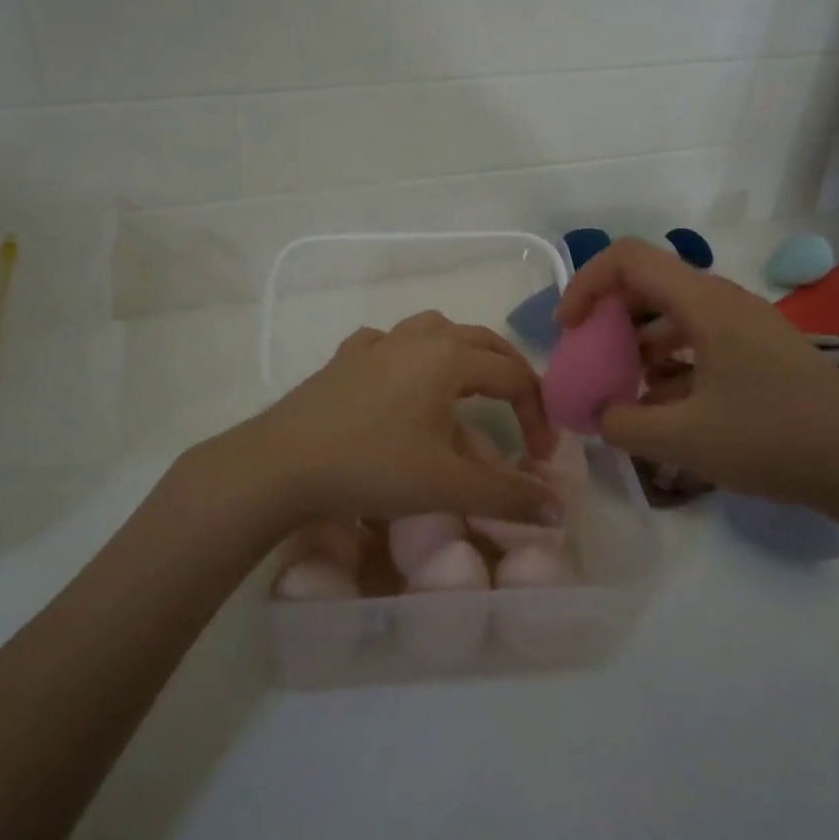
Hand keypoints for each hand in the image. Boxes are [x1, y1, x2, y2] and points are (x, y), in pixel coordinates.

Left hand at [181, 311, 555, 532]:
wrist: (281, 464)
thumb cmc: (372, 467)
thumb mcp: (447, 486)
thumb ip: (507, 496)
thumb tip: (557, 510)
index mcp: (449, 358)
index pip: (513, 376)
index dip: (537, 412)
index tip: (542, 455)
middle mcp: (417, 339)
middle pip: (481, 342)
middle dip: (509, 373)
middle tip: (522, 409)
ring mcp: (376, 344)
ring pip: (434, 330)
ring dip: (462, 352)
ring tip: (468, 385)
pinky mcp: (345, 358)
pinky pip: (388, 343)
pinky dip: (408, 355)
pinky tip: (401, 378)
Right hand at [555, 240, 838, 520]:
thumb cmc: (773, 439)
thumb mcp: (685, 440)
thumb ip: (624, 424)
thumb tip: (598, 415)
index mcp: (703, 303)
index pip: (628, 259)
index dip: (586, 284)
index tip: (570, 330)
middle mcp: (723, 300)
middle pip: (648, 284)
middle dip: (608, 317)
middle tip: (591, 360)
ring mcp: (745, 325)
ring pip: (673, 314)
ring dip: (638, 343)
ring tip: (623, 391)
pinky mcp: (759, 350)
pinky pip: (699, 339)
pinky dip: (670, 362)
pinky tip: (664, 407)